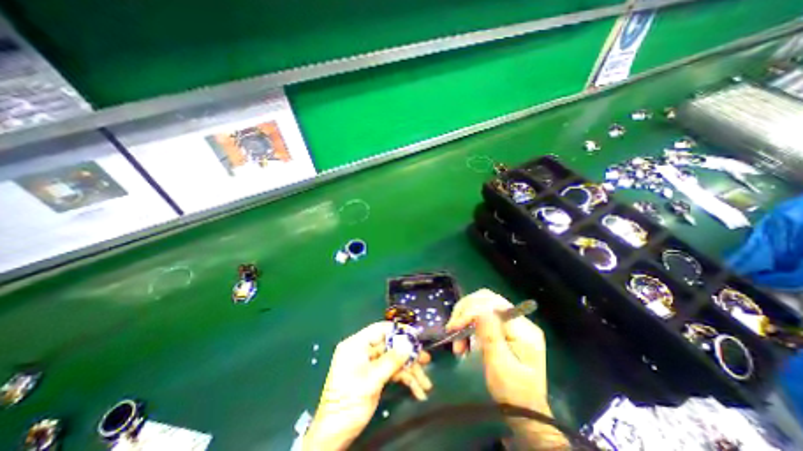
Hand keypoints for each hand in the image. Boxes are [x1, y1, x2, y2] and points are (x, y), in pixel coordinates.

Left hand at [302, 323, 428, 448]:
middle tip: (426, 359)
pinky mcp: (375, 375)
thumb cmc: (348, 402)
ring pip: (394, 360)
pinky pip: (392, 372)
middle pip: (390, 346)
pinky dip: (404, 380)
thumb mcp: (372, 380)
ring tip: (426, 383)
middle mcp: (364, 351)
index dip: (398, 330)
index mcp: (357, 345)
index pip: (380, 330)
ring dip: (410, 371)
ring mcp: (370, 364)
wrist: (335, 434)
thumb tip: (408, 343)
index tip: (415, 335)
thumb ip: (391, 360)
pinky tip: (417, 391)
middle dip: (408, 355)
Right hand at [443, 291, 566, 448]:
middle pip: (486, 300)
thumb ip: (491, 336)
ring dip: (464, 318)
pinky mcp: (502, 326)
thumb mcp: (501, 368)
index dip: (470, 312)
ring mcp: (510, 322)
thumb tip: (480, 311)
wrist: (523, 411)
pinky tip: (463, 339)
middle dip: (465, 312)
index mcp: (523, 329)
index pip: (493, 305)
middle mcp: (518, 320)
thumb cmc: (512, 393)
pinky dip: (467, 324)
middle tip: (452, 329)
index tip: (453, 327)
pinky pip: (480, 315)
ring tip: (457, 340)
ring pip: (480, 305)